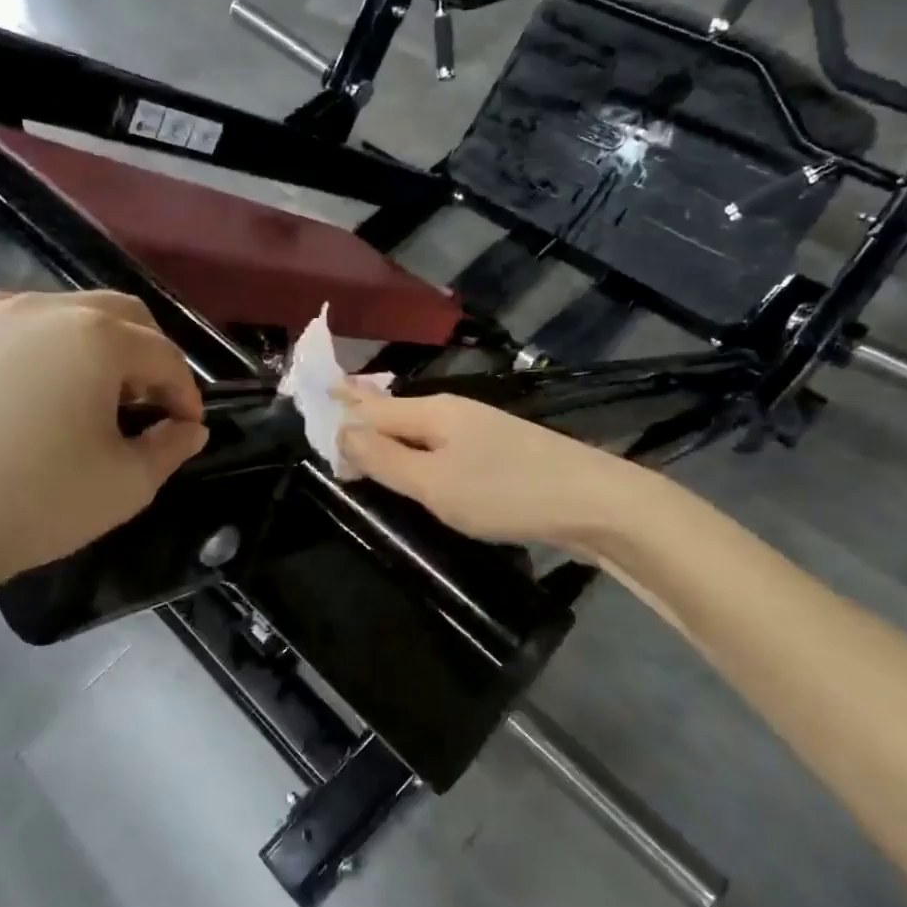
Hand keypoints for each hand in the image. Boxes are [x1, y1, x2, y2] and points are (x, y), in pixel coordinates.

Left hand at [0, 292, 206, 615]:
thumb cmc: (35, 504)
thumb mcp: (126, 485)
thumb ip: (171, 447)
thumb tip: (189, 428)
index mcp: (94, 336)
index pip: (161, 354)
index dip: (184, 391)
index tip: (186, 426)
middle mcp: (42, 306)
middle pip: (118, 314)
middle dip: (145, 355)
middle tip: (147, 402)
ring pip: (63, 312)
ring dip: (93, 345)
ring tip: (87, 395)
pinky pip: (11, 323)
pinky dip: (38, 346)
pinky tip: (31, 389)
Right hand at [335, 382, 630, 553]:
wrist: (595, 502)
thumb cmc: (506, 492)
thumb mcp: (434, 482)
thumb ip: (386, 460)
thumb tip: (342, 432)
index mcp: (433, 412)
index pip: (371, 406)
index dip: (340, 410)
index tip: (311, 404)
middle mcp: (455, 413)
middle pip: (396, 413)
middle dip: (362, 417)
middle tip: (330, 422)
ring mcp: (482, 432)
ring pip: (420, 431)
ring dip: (389, 438)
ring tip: (362, 446)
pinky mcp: (501, 455)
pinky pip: (442, 448)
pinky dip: (417, 455)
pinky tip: (417, 466)